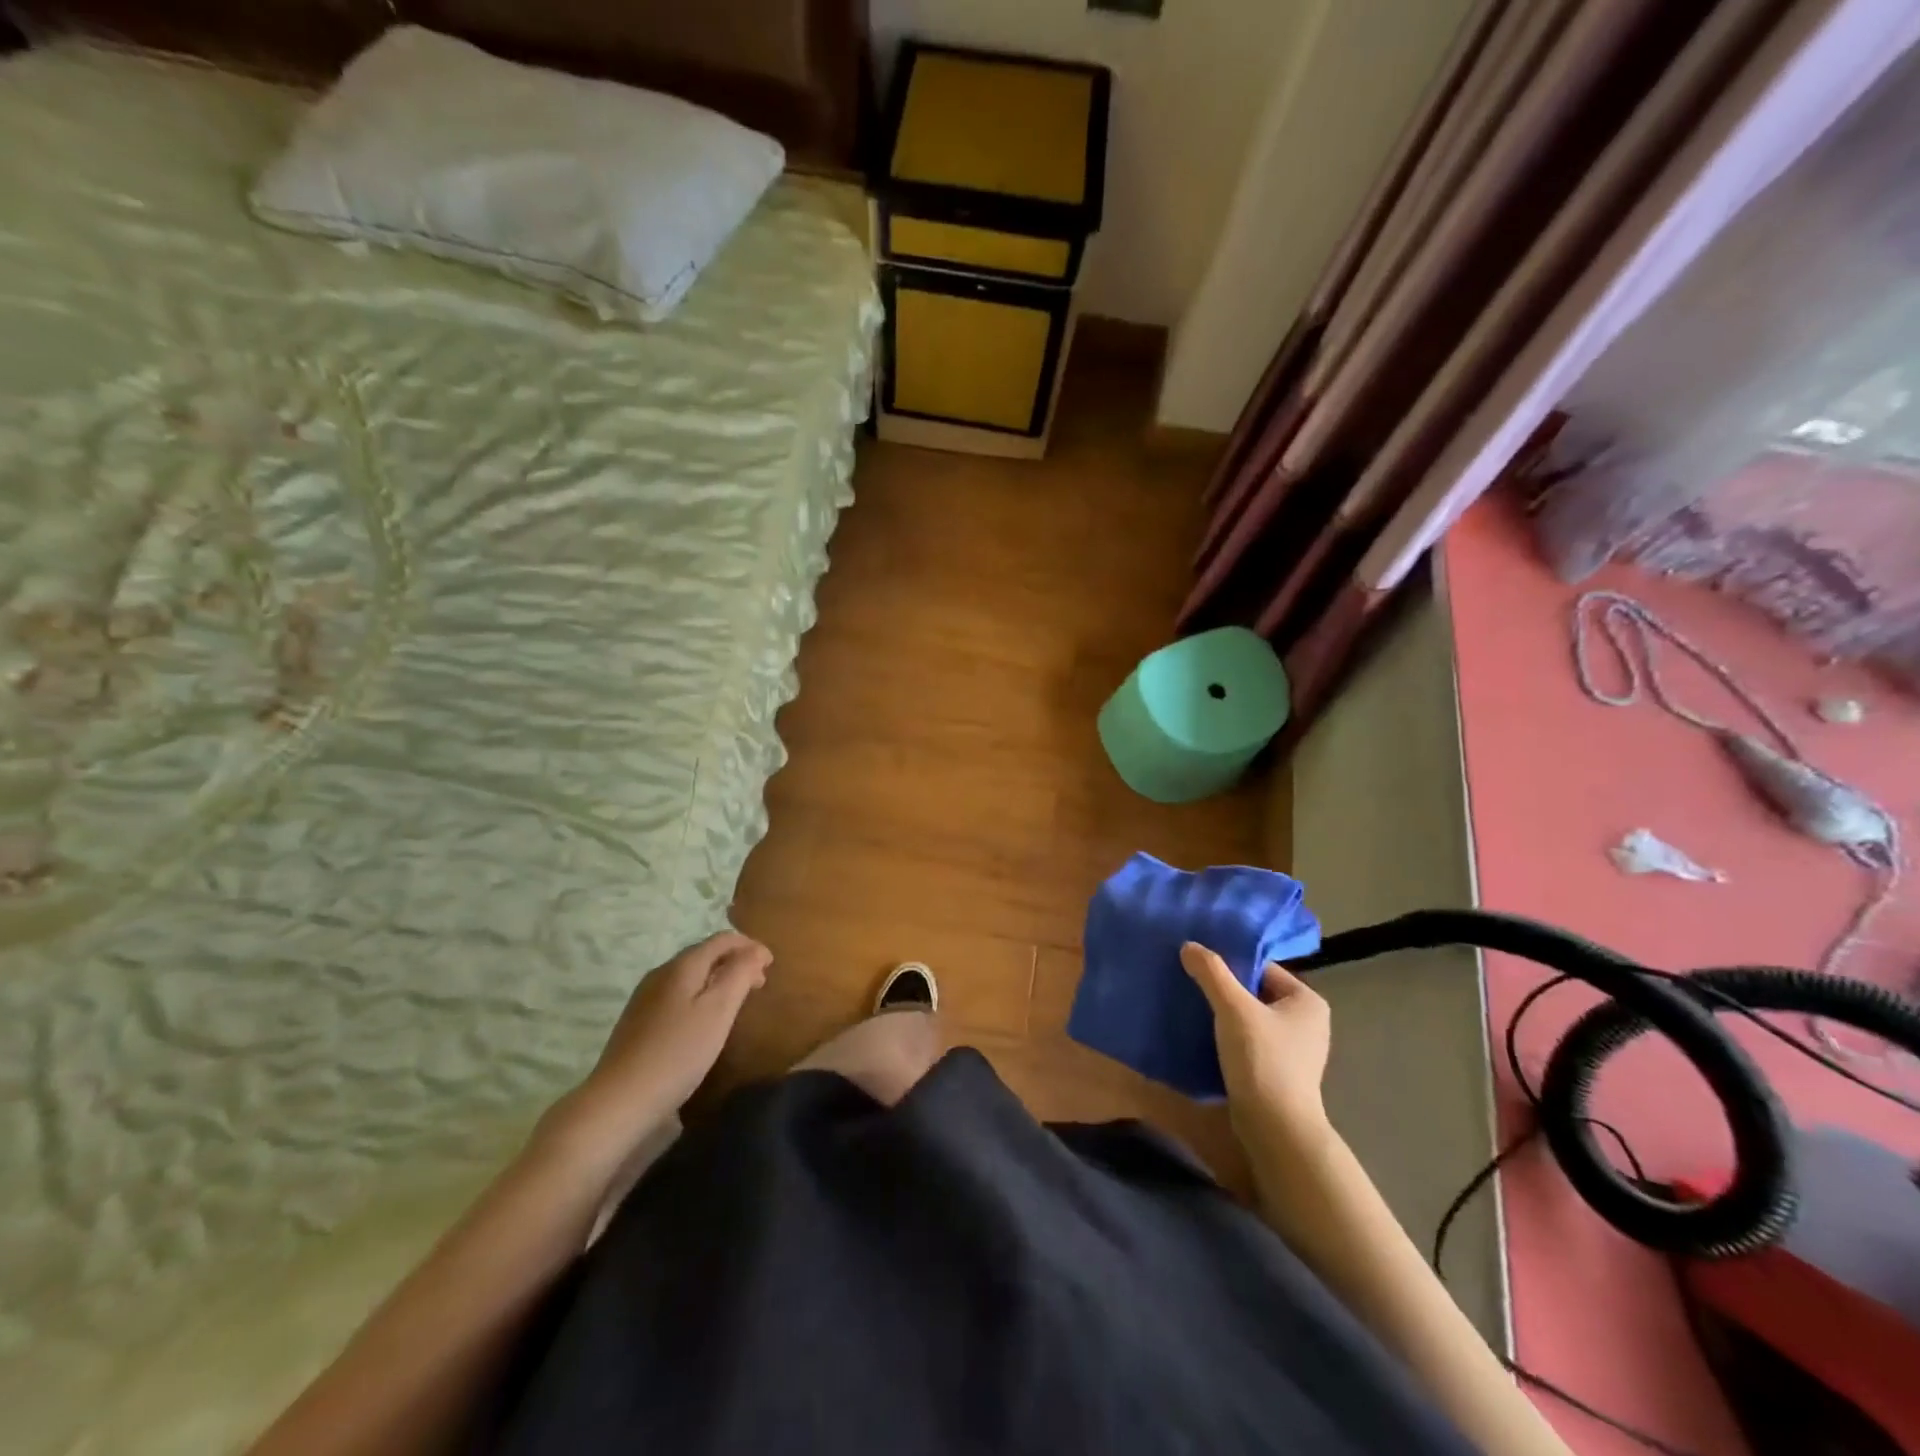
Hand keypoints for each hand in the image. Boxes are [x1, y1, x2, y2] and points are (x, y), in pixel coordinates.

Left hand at [546, 932, 770, 1157]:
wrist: (619, 1101)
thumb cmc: (678, 1052)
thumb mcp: (718, 1010)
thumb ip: (739, 974)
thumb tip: (755, 950)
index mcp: (682, 966)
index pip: (722, 940)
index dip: (750, 946)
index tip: (771, 965)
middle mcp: (661, 972)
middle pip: (705, 954)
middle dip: (736, 962)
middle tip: (759, 985)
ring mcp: (646, 996)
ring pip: (691, 975)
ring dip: (719, 979)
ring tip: (737, 1002)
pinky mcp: (638, 1020)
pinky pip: (678, 994)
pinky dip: (701, 995)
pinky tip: (705, 1020)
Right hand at [1181, 941, 1330, 1137]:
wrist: (1275, 1130)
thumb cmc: (1262, 1060)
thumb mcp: (1233, 1008)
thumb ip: (1211, 972)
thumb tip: (1189, 946)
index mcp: (1307, 1001)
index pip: (1262, 968)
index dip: (1230, 966)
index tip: (1198, 966)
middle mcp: (1307, 1022)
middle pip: (1255, 992)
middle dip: (1224, 990)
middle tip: (1191, 984)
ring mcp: (1295, 1050)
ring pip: (1250, 1018)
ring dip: (1224, 1015)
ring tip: (1192, 1008)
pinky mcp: (1279, 1072)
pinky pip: (1249, 1042)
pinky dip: (1228, 1037)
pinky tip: (1204, 1036)